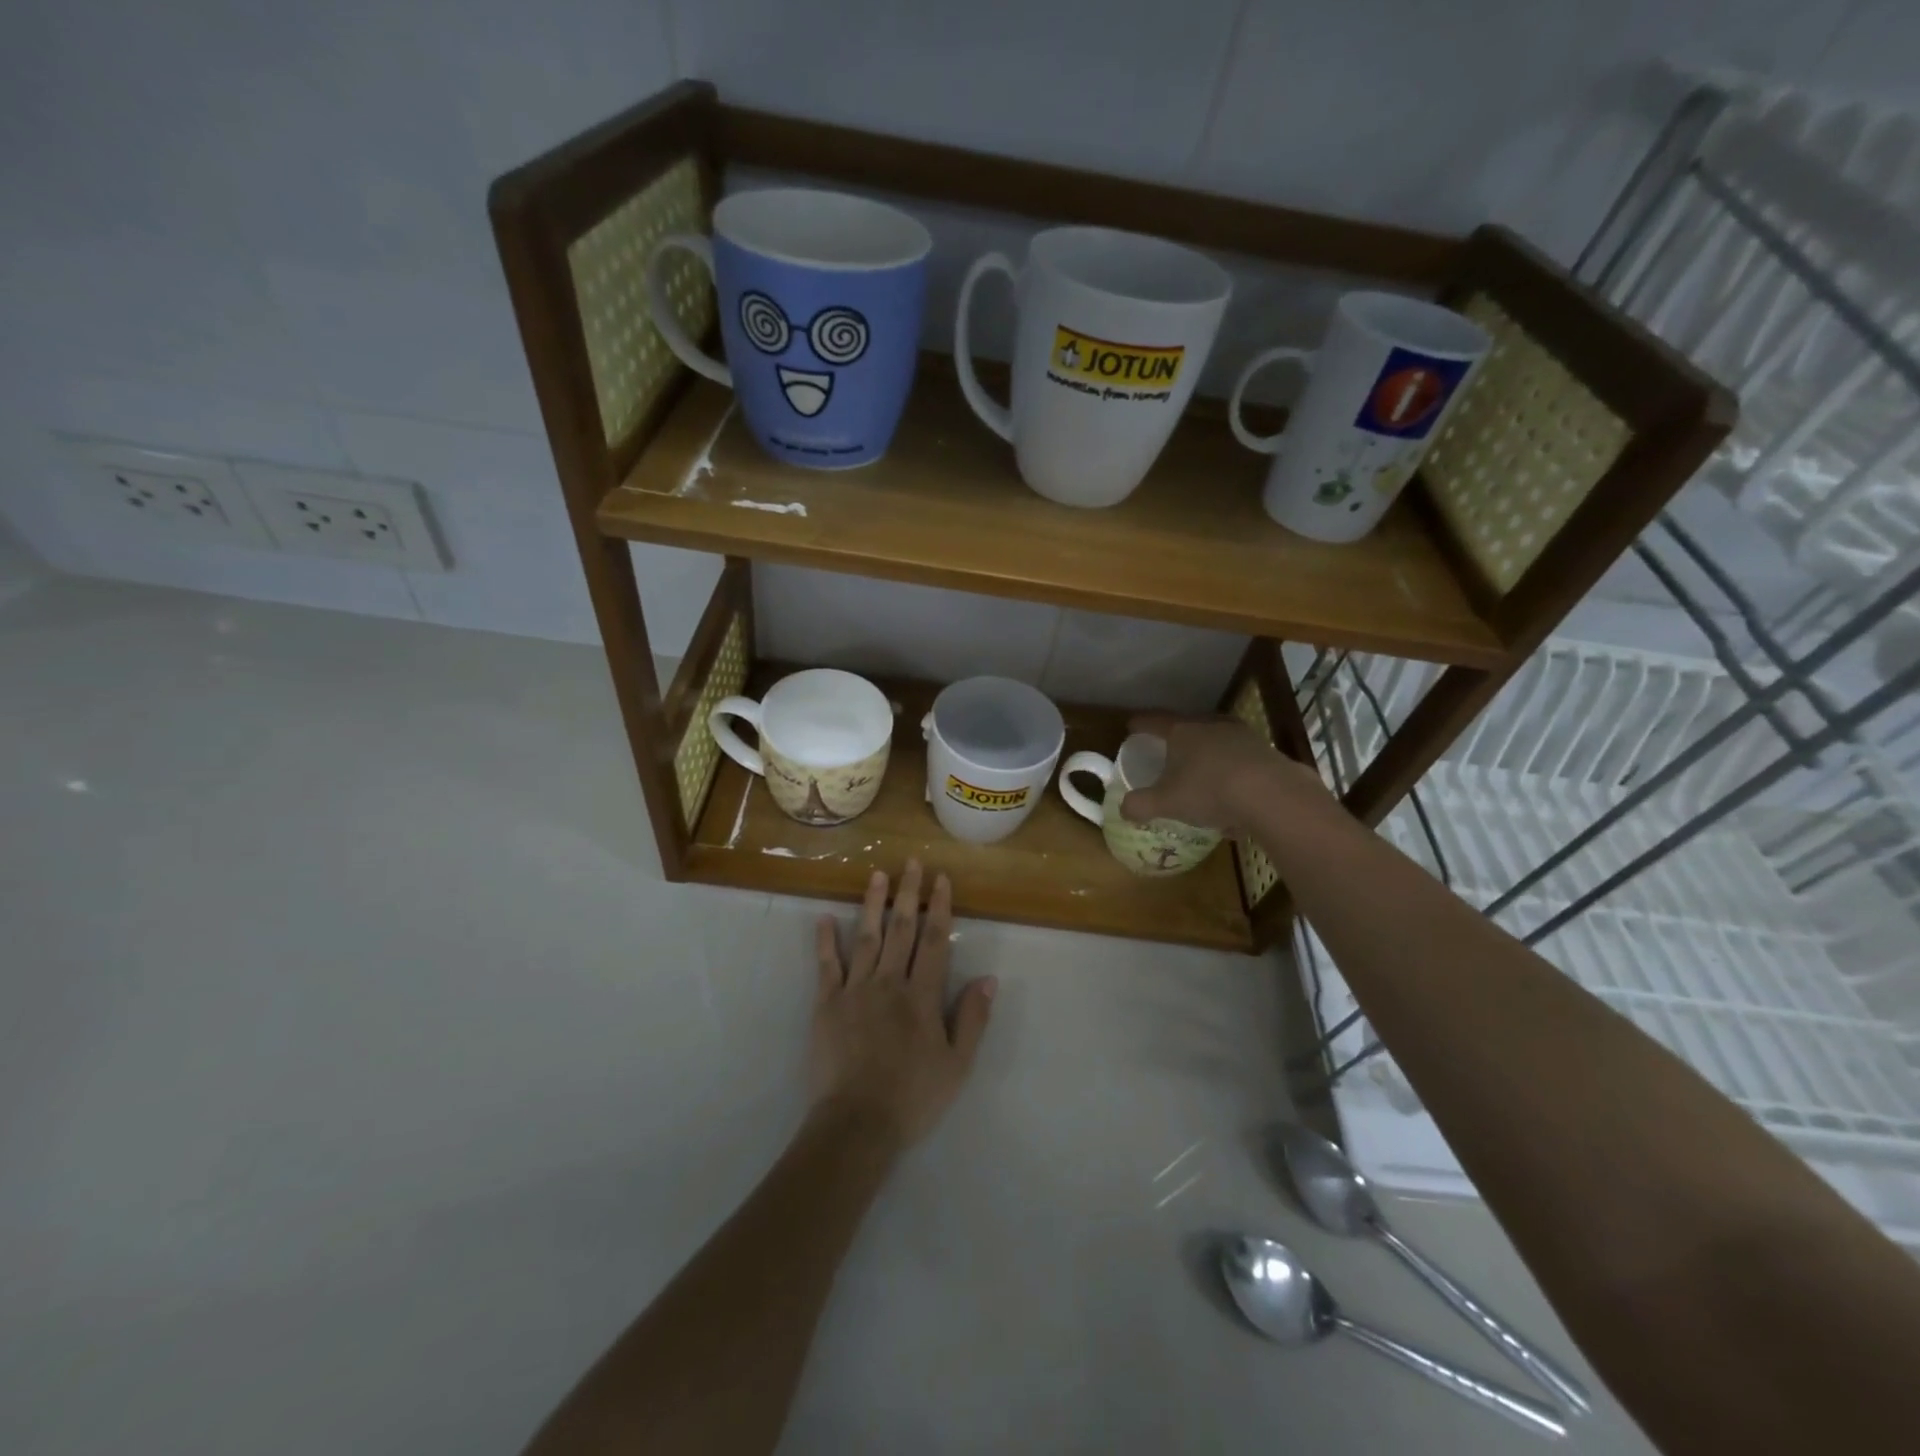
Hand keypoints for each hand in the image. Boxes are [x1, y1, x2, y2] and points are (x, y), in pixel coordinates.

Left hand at [811, 862, 995, 1148]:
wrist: (857, 1124)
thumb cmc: (913, 1097)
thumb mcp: (957, 1065)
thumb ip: (973, 1019)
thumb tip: (988, 978)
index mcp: (922, 996)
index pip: (935, 941)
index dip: (939, 908)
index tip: (941, 879)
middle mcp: (889, 982)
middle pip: (901, 929)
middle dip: (908, 894)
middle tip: (911, 863)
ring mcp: (855, 990)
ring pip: (865, 938)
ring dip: (872, 904)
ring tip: (876, 875)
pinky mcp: (826, 1004)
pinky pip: (826, 966)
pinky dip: (825, 941)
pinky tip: (824, 918)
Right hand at [1119, 712, 1328, 835]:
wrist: (1273, 795)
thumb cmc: (1209, 791)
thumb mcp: (1166, 803)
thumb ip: (1140, 805)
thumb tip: (1123, 809)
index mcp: (1182, 731)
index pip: (1154, 721)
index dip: (1140, 724)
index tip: (1131, 727)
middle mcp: (1211, 726)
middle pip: (1187, 727)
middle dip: (1175, 739)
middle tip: (1165, 752)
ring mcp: (1243, 736)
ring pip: (1215, 741)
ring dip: (1205, 755)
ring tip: (1199, 773)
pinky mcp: (1266, 753)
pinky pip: (1238, 760)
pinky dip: (1229, 772)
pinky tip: (1229, 795)